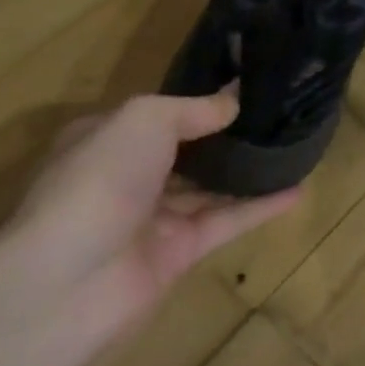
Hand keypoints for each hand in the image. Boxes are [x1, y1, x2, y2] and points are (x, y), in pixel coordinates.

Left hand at [0, 89, 298, 358]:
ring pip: (210, 187)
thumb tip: (234, 101)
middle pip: (187, 151)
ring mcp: (153, 217)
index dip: (199, 100)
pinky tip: (297, 189)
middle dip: (227, 135)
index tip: (247, 85)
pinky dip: (260, 206)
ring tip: (295, 147)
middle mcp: (128, 176)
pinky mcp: (179, 252)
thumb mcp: (144, 119)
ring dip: (248, 170)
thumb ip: (194, 108)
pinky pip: (227, 221)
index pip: (158, 115)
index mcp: (107, 140)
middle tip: (280, 113)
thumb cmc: (99, 180)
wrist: (67, 281)